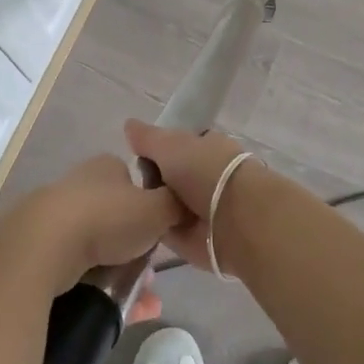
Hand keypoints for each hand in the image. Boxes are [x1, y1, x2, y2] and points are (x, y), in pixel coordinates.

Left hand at [0, 154, 186, 293]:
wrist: (44, 246)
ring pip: (99, 250)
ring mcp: (56, 219)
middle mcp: (80, 186)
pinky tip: (118, 312)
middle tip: (152, 273)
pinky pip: (78, 273)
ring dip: (122, 274)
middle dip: (138, 248)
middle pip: (118, 219)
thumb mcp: (159, 207)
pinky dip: (100, 290)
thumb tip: (187, 204)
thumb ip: (177, 204)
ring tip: (142, 301)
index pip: (135, 182)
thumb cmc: (107, 217)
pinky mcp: (40, 250)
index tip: (163, 233)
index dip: (153, 208)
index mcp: (106, 167)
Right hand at [123, 120, 250, 273]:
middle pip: (168, 176)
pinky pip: (166, 229)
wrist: (234, 220)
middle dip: (151, 181)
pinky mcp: (195, 238)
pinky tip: (135, 226)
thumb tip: (129, 125)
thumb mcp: (170, 145)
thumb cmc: (205, 171)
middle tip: (129, 185)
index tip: (136, 157)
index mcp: (206, 148)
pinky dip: (154, 228)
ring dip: (151, 206)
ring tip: (128, 207)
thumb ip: (148, 138)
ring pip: (165, 203)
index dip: (155, 151)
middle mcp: (205, 176)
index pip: (176, 147)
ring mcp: (201, 208)